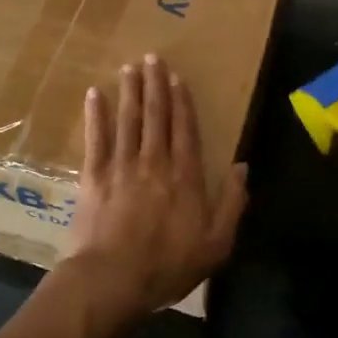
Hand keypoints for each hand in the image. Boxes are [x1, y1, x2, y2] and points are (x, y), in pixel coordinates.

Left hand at [62, 54, 248, 320]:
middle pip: (156, 116)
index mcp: (185, 176)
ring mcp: (122, 166)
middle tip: (152, 58)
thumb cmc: (167, 266)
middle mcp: (154, 162)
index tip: (177, 77)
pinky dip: (95, 115)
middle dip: (155, 85)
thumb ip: (232, 204)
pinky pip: (95, 138)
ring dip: (129, 91)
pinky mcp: (94, 176)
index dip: (182, 102)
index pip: (185, 129)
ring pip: (128, 120)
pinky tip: (94, 94)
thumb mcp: (215, 244)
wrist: (113, 280)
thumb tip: (243, 167)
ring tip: (129, 67)